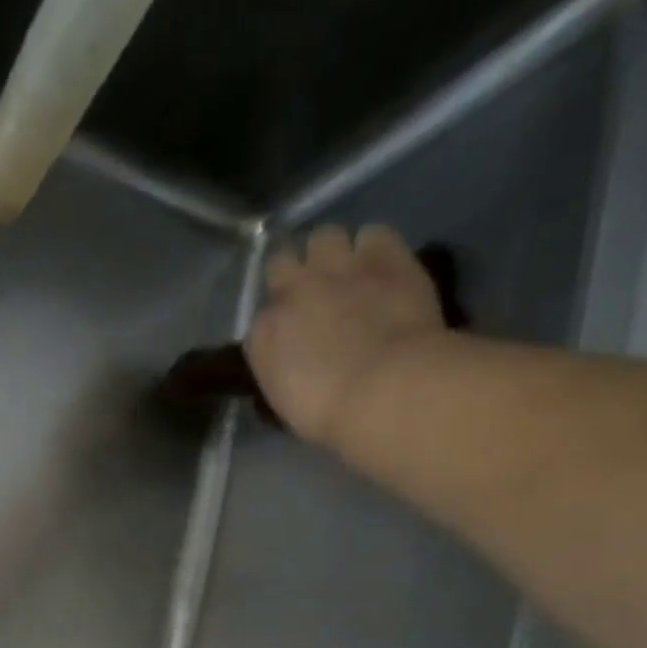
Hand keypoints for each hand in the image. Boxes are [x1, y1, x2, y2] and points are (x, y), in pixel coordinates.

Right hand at [245, 224, 448, 449]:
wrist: (383, 389)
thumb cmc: (330, 414)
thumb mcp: (287, 401)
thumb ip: (282, 369)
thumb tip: (292, 361)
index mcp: (263, 335)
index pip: (262, 317)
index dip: (279, 322)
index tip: (293, 336)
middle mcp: (292, 291)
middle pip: (282, 261)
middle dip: (295, 273)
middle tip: (314, 293)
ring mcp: (337, 268)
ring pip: (324, 236)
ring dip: (333, 252)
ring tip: (350, 272)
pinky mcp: (384, 255)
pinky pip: (373, 233)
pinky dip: (375, 247)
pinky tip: (383, 267)